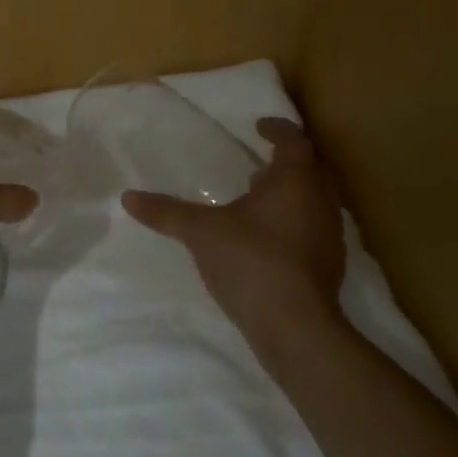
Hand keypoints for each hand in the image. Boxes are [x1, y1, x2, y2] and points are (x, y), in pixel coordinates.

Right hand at [123, 117, 349, 353]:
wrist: (297, 330)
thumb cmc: (252, 261)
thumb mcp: (201, 232)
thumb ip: (167, 212)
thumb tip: (128, 197)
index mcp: (296, 181)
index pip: (294, 141)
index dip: (277, 129)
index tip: (259, 126)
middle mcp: (321, 202)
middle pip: (311, 170)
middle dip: (287, 163)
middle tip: (259, 162)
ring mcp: (329, 237)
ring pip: (315, 201)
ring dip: (291, 194)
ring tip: (258, 197)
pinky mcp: (329, 267)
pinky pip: (313, 229)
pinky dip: (294, 222)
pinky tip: (266, 237)